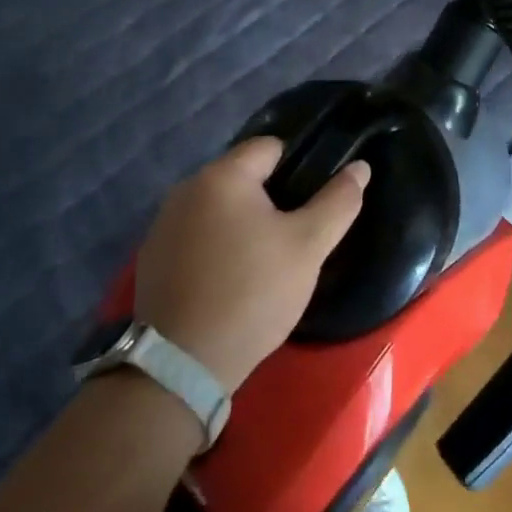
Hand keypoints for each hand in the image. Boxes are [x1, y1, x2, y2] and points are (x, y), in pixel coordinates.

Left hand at [135, 138, 368, 391]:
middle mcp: (186, 188)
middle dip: (270, 198)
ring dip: (241, 222)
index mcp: (223, 175)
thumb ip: (337, 202)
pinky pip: (196, 234)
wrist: (182, 364)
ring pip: (218, 207)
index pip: (270, 147)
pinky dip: (215, 245)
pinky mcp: (152, 256)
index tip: (313, 202)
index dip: (298, 167)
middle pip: (242, 176)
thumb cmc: (251, 293)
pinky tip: (229, 279)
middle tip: (293, 237)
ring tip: (263, 260)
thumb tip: (360, 167)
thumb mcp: (307, 247)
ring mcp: (164, 222)